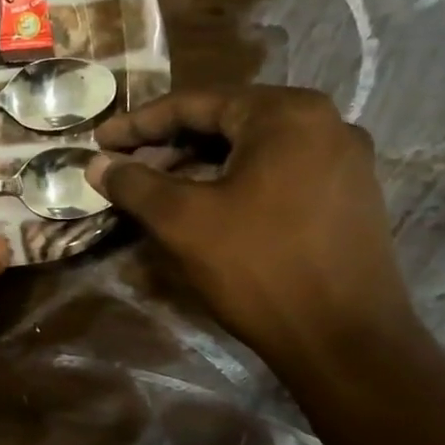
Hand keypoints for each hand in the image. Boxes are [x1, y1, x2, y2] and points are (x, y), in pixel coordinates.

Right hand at [88, 87, 418, 373]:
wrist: (346, 341)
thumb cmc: (259, 267)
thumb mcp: (182, 220)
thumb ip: (134, 183)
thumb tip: (96, 164)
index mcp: (286, 114)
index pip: (194, 103)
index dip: (138, 123)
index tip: (99, 141)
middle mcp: (324, 123)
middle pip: (225, 121)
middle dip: (167, 143)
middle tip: (123, 167)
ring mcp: (343, 160)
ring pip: (249, 148)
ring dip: (196, 163)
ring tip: (155, 188)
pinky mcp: (348, 195)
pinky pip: (276, 171)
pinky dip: (231, 180)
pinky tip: (202, 205)